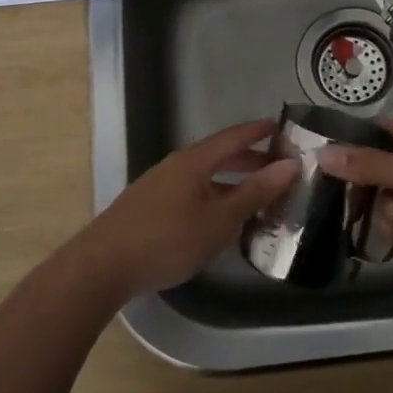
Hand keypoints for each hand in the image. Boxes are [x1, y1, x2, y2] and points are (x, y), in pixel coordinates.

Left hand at [69, 120, 299, 298]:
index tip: (281, 126)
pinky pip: (190, 191)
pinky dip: (213, 195)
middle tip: (277, 167)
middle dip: (249, 160)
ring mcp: (159, 186)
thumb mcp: (220, 219)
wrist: (103, 266)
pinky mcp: (148, 207)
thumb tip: (290, 164)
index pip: (233, 137)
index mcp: (194, 161)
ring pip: (203, 176)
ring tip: (255, 195)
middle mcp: (175, 166)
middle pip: (218, 155)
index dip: (257, 131)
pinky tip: (218, 217)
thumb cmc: (168, 239)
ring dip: (231, 181)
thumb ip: (255, 192)